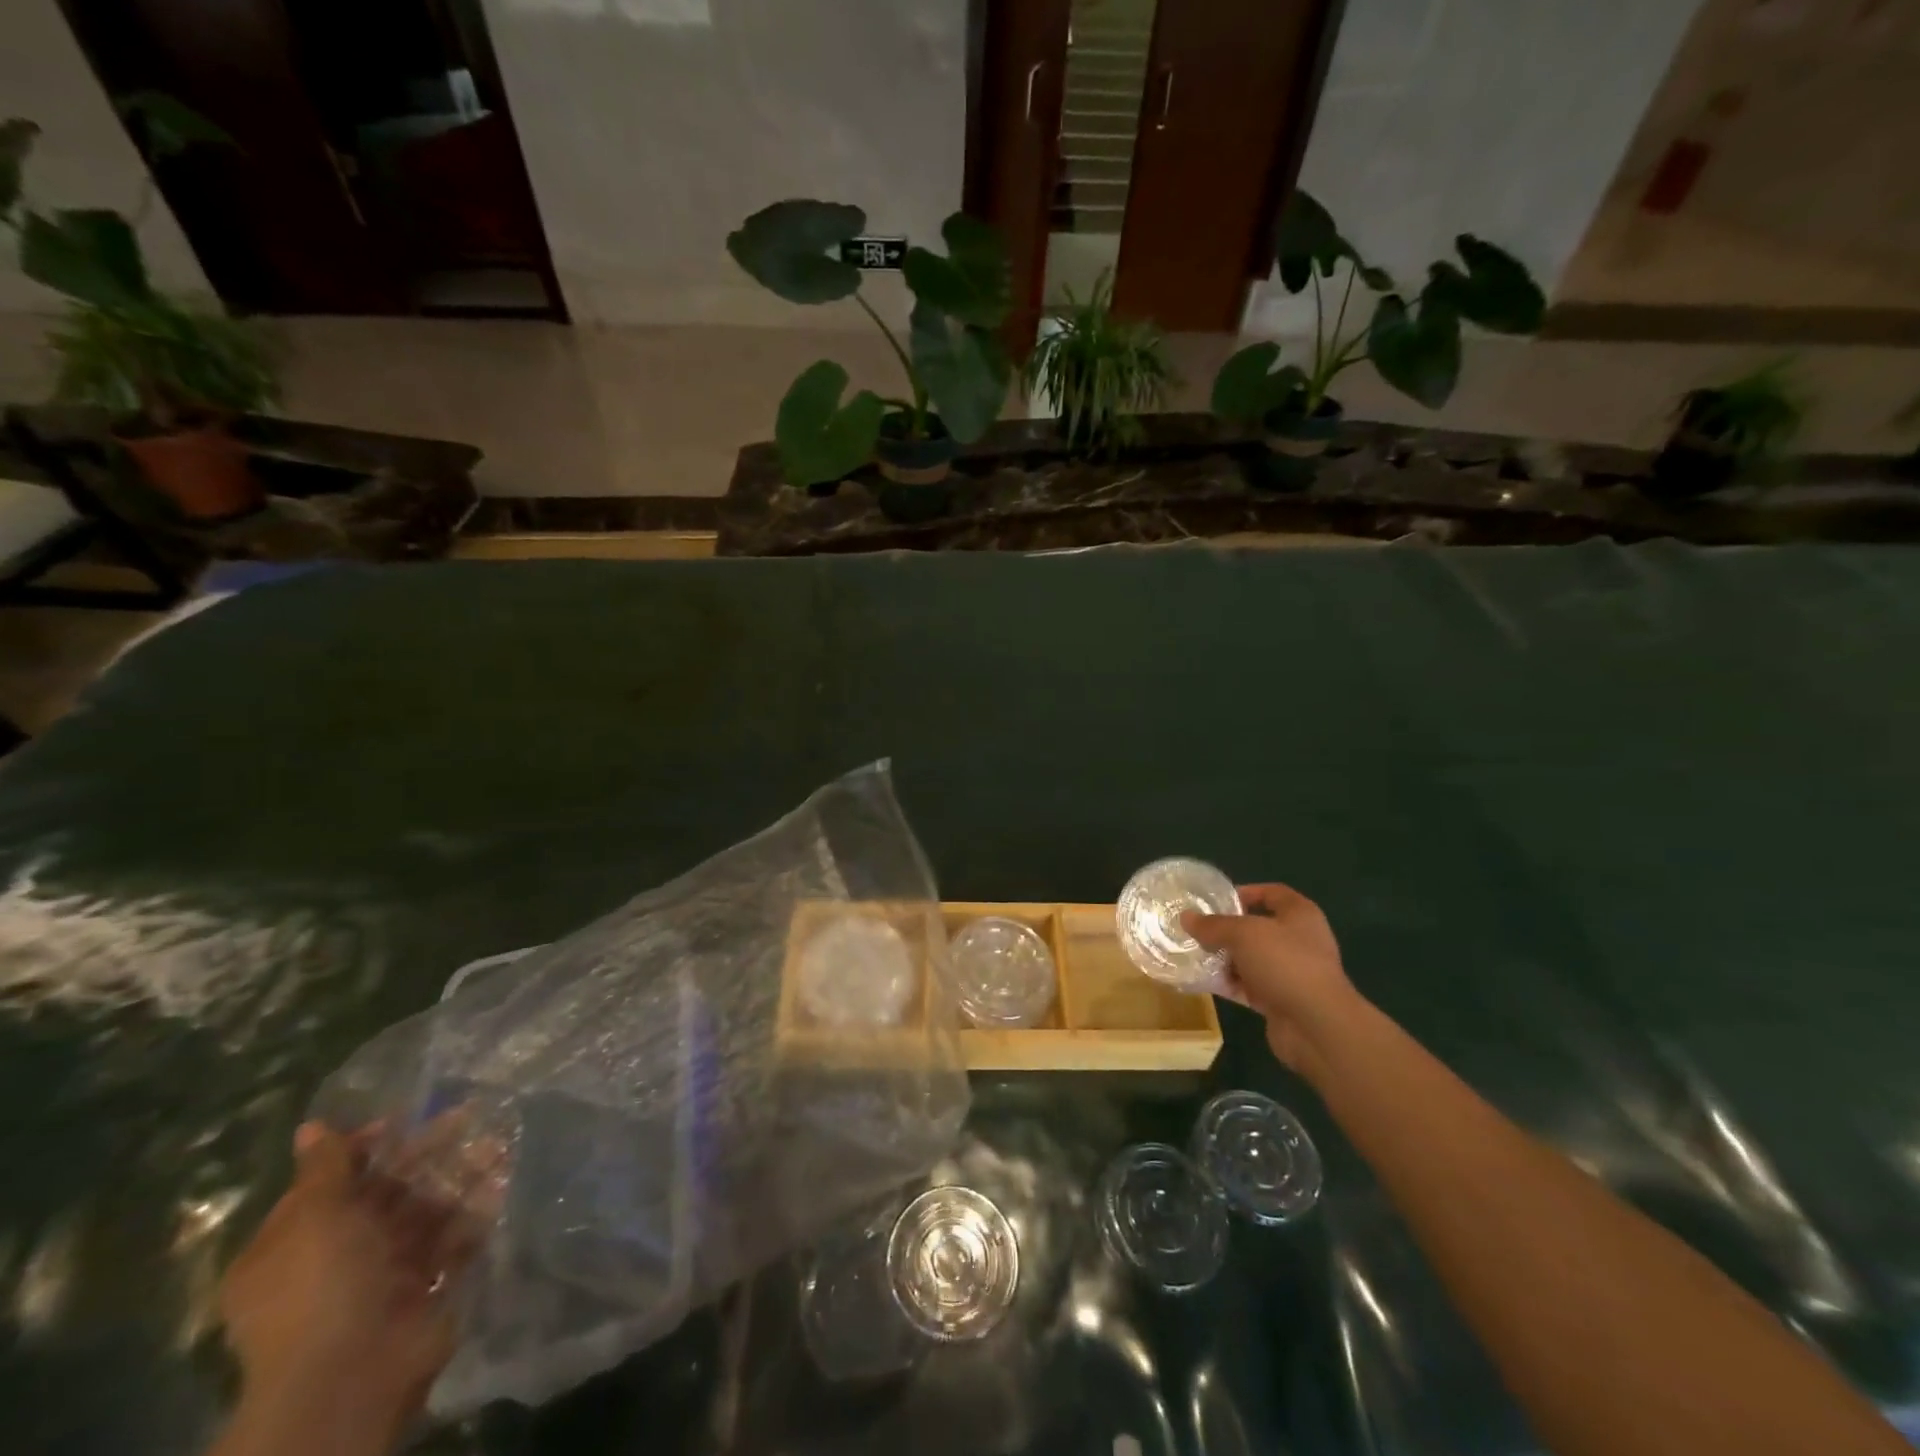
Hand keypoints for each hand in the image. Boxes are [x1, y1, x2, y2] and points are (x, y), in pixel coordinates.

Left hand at [217, 1123, 480, 1450]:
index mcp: (293, 1244)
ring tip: (499, 1146)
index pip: (331, 1182)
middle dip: (428, 1155)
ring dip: (461, 1176)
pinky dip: (477, 1211)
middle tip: (470, 1116)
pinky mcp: (425, 1287)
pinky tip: (503, 1182)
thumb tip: (311, 1126)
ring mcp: (383, 1275)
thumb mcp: (314, 1217)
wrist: (352, 1373)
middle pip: (386, 1192)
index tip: (407, 1119)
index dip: (367, 1148)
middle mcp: (336, 1257)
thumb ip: (323, 1169)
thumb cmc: (321, 1285)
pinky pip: (453, 1240)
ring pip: (426, 1211)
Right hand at [1184, 883, 1359, 1082]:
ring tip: (1193, 954)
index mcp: (1299, 915)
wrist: (1317, 1026)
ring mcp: (1292, 973)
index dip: (1245, 892)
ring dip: (1225, 958)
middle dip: (1227, 929)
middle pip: (1258, 927)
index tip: (1215, 900)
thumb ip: (1213, 925)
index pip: (1271, 893)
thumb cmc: (1285, 963)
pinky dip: (1229, 983)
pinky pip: (1249, 986)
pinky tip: (1203, 981)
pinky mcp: (1282, 1000)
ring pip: (1251, 958)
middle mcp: (1299, 940)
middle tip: (1197, 930)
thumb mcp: (1243, 934)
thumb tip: (1186, 918)